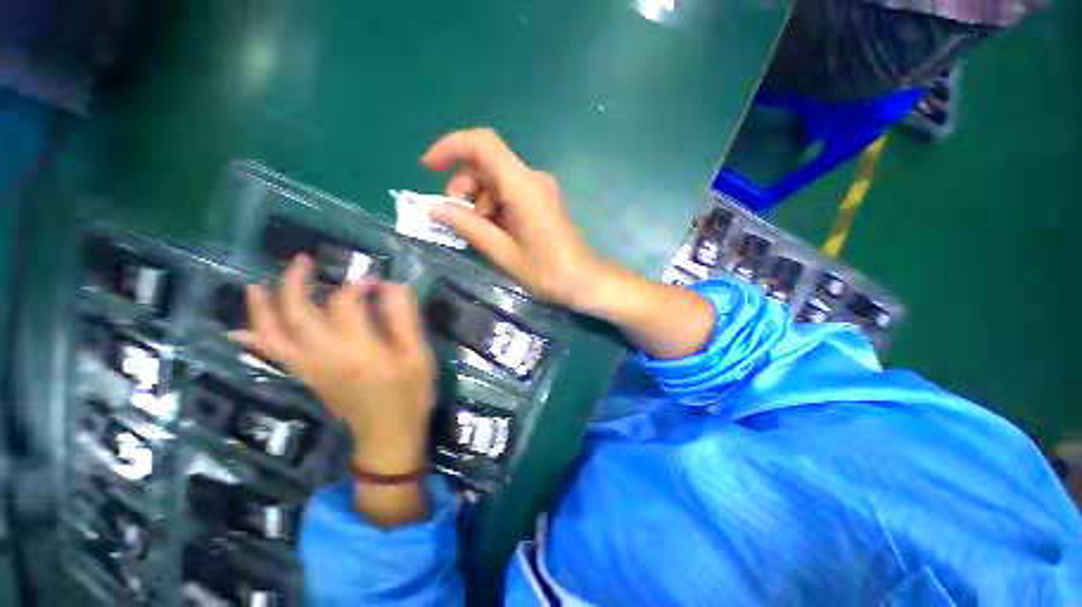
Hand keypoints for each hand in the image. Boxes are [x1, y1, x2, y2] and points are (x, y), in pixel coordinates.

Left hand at [234, 255, 435, 474]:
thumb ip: (406, 319)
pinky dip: (254, 339)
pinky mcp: (306, 377)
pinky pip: (273, 355)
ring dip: (262, 307)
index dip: (359, 285)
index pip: (346, 303)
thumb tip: (392, 286)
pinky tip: (241, 331)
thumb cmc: (410, 395)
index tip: (377, 281)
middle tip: (304, 260)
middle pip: (296, 313)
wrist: (388, 436)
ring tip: (258, 284)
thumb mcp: (419, 356)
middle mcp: (325, 357)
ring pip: (272, 334)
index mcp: (359, 351)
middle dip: (295, 282)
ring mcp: (309, 368)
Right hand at [422, 128, 605, 310]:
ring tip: (480, 234)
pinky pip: (509, 193)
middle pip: (486, 164)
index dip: (450, 147)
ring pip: (496, 180)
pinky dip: (493, 208)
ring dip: (478, 202)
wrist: (583, 281)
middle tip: (457, 220)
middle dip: (464, 187)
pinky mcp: (542, 201)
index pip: (482, 144)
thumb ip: (468, 227)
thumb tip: (434, 209)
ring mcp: (539, 189)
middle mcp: (532, 179)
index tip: (428, 168)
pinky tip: (495, 233)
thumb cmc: (546, 271)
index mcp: (523, 186)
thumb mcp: (502, 252)